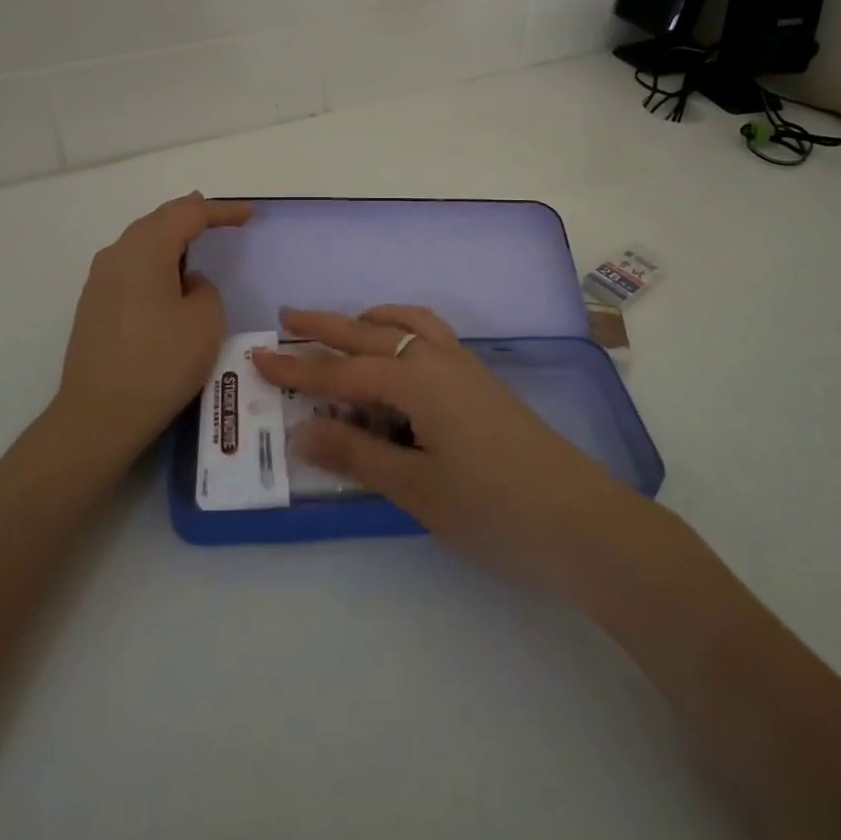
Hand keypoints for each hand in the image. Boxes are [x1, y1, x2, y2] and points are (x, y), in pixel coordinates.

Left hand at [49, 193, 251, 463]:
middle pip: (159, 221)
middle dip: (191, 214)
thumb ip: (204, 289)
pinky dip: (155, 260)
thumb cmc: (160, 362)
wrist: (99, 416)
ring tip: (194, 236)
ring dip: (170, 237)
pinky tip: (167, 275)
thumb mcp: (205, 321)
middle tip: (219, 215)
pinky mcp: (94, 306)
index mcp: (146, 249)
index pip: (188, 214)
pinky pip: (131, 266)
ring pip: (141, 242)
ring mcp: (100, 281)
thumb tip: (186, 284)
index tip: (248, 214)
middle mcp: (117, 255)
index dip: (221, 210)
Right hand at [251, 305, 644, 594]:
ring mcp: (466, 367)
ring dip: (371, 321)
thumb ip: (357, 454)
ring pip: (408, 324)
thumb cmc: (493, 509)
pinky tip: (400, 357)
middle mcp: (439, 359)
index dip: (298, 369)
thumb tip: (301, 429)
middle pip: (372, 332)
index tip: (258, 358)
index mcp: (417, 379)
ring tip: (344, 327)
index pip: (343, 370)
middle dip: (327, 327)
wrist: (582, 521)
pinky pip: (433, 337)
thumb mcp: (416, 488)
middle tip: (288, 318)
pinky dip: (404, 331)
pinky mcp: (483, 382)